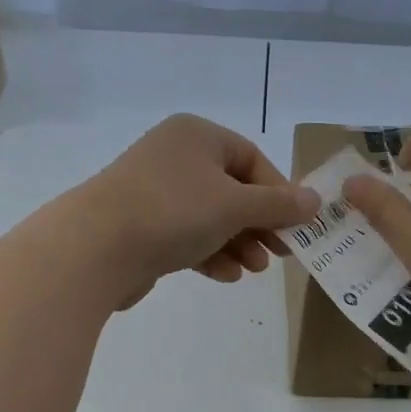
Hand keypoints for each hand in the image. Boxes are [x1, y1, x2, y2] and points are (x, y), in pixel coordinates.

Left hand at [71, 115, 319, 307]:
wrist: (95, 248)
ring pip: (210, 217)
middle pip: (232, 190)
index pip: (252, 159)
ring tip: (255, 269)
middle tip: (282, 253)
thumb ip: (277, 204)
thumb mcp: (235, 205)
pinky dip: (209, 253)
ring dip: (238, 243)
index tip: (296, 226)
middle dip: (259, 224)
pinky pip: (186, 236)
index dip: (279, 193)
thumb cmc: (173, 212)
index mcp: (197, 136)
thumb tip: (315, 201)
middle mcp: (174, 157)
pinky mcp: (141, 227)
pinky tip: (225, 275)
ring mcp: (154, 193)